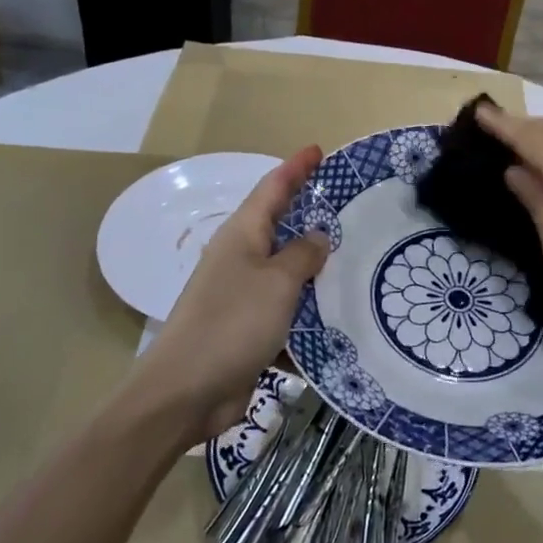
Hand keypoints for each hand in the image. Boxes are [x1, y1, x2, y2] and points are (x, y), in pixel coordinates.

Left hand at [125, 146, 329, 445]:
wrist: (185, 392)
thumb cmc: (231, 324)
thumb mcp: (277, 282)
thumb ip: (303, 255)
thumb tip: (318, 236)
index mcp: (242, 236)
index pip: (272, 188)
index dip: (296, 168)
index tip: (318, 150)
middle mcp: (241, 258)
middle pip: (280, 227)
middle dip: (311, 214)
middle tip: (351, 205)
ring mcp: (243, 295)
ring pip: (287, 272)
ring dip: (317, 269)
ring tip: (357, 260)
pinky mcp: (248, 330)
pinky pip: (287, 311)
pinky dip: (310, 313)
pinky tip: (340, 319)